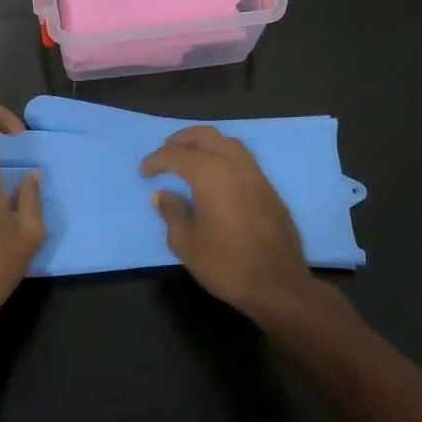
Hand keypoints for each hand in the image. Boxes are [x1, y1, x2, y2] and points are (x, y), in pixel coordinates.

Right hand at [141, 125, 312, 323]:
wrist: (278, 285)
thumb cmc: (226, 263)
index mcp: (210, 173)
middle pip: (206, 135)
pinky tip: (217, 177)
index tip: (143, 173)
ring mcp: (256, 175)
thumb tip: (162, 195)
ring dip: (206, 144)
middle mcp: (234, 165)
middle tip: (166, 152)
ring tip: (191, 159)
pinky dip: (224, 157)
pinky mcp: (270, 189)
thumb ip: (172, 212)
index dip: (155, 161)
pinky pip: (243, 159)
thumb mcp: (186, 242)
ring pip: (228, 143)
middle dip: (182, 140)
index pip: (175, 155)